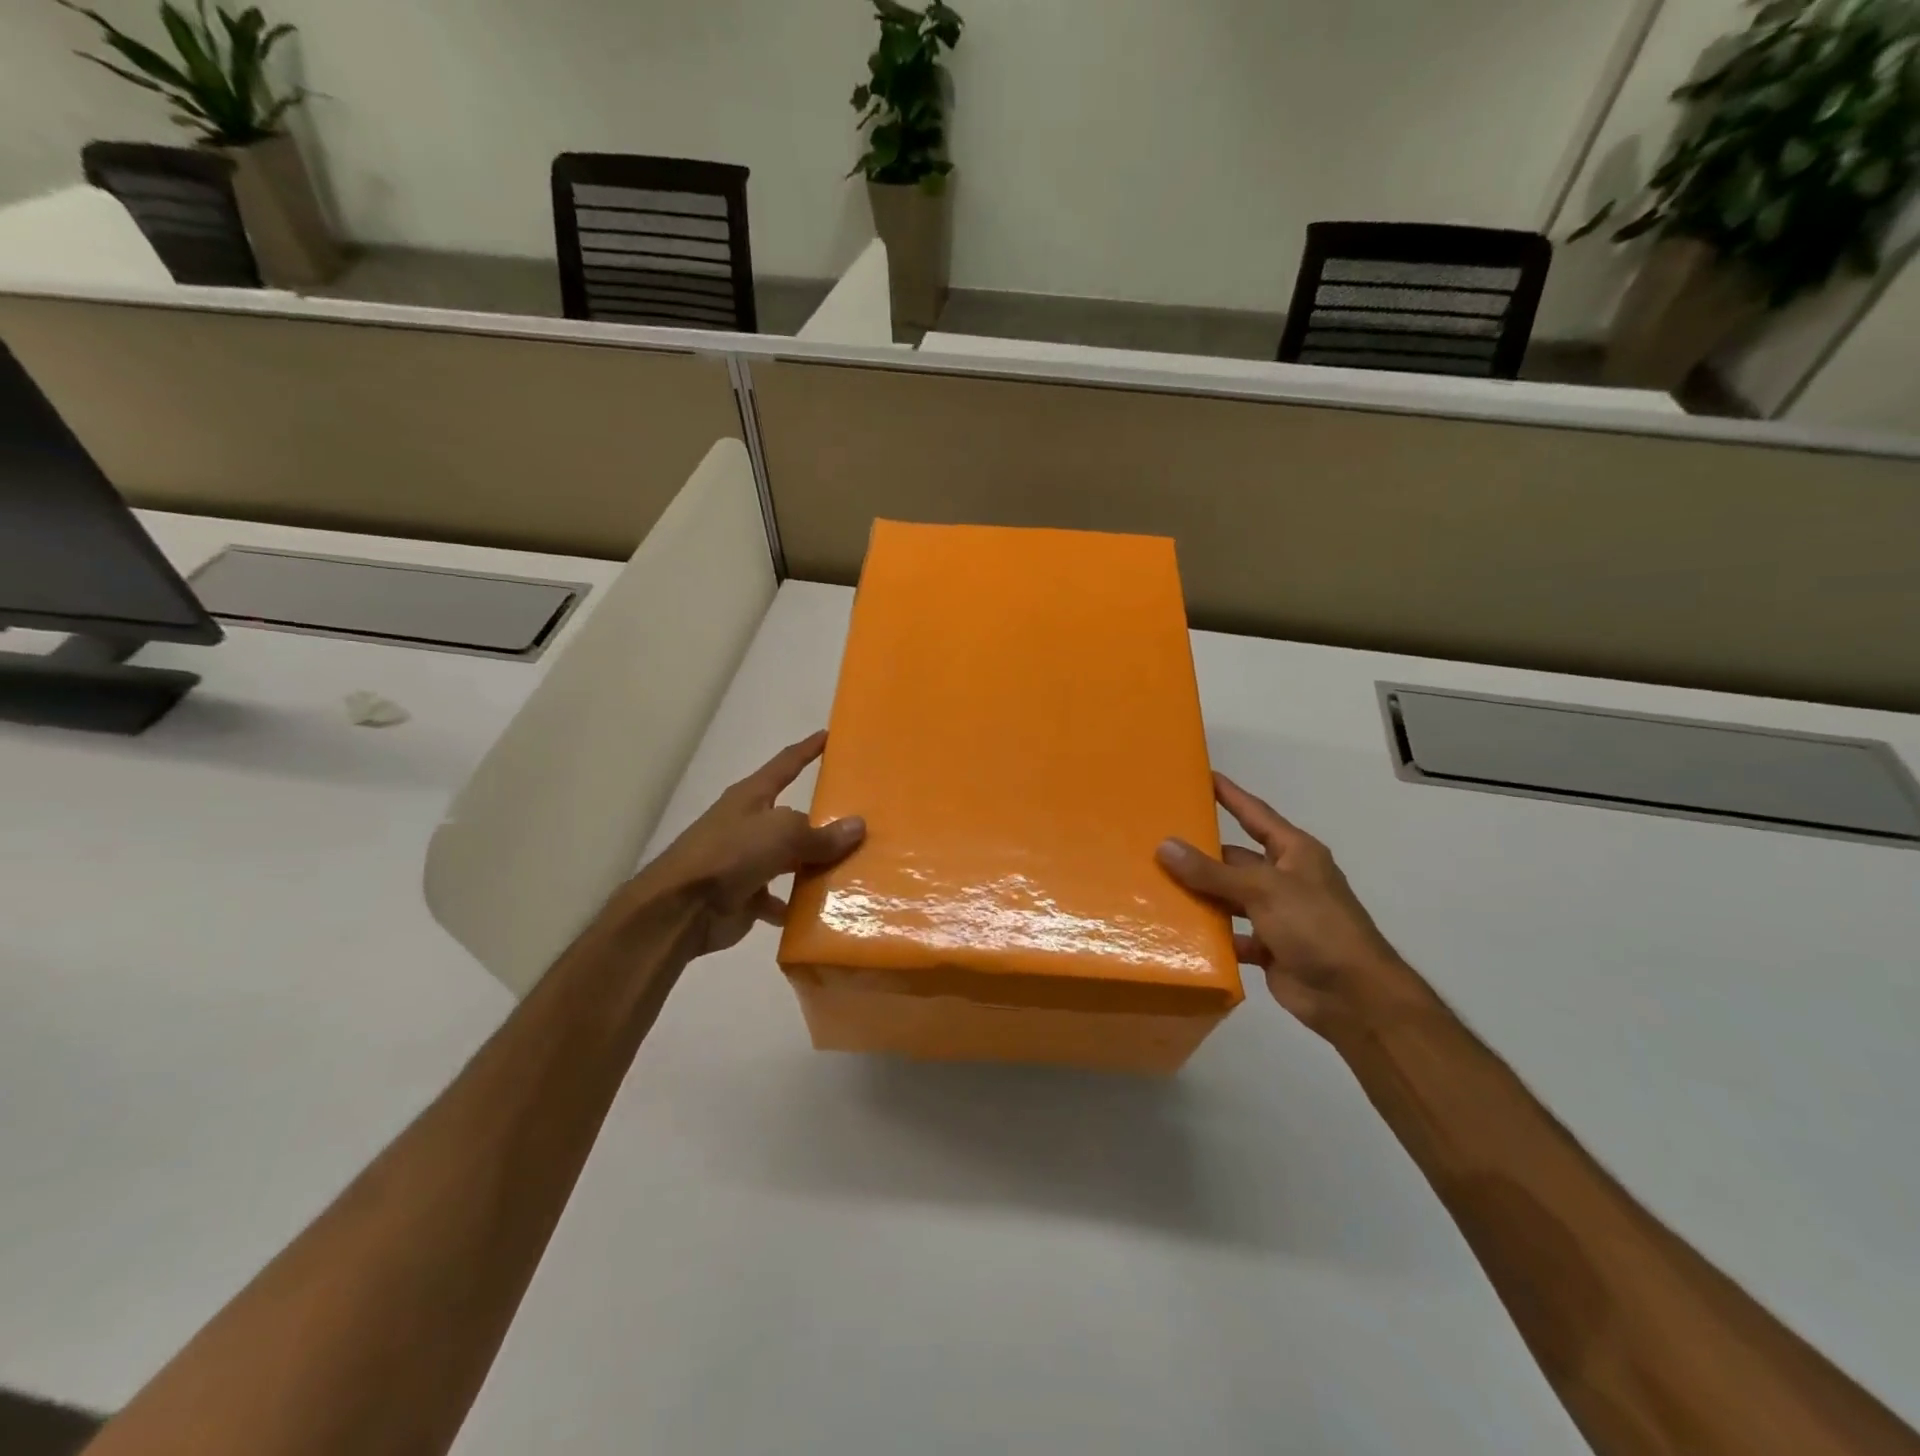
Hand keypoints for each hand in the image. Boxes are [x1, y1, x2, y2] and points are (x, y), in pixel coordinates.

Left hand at [631, 731, 865, 957]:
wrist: (681, 909)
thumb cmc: (731, 854)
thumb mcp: (783, 834)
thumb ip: (821, 835)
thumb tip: (858, 826)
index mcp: (752, 797)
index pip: (785, 764)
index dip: (807, 750)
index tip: (828, 735)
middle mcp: (748, 825)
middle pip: (793, 818)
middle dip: (822, 822)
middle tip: (862, 821)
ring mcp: (745, 862)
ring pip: (789, 860)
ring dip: (813, 866)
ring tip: (852, 870)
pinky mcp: (743, 896)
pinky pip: (779, 898)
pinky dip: (796, 905)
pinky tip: (822, 910)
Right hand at [1157, 774, 1425, 1036]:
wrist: (1354, 997)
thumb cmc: (1316, 927)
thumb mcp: (1263, 890)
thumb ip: (1212, 871)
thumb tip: (1165, 846)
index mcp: (1294, 853)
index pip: (1255, 814)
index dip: (1230, 795)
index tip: (1202, 776)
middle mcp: (1285, 878)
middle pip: (1235, 858)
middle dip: (1201, 852)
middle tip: (1157, 840)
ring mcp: (1277, 914)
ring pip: (1229, 896)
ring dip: (1200, 894)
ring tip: (1156, 882)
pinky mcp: (1268, 947)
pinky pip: (1230, 933)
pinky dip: (1209, 932)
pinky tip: (1177, 929)